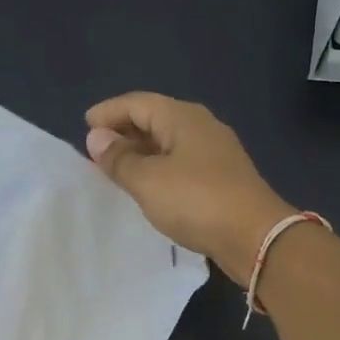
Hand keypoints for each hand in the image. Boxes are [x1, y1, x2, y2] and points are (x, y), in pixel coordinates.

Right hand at [85, 92, 294, 283]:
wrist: (254, 236)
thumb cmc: (196, 201)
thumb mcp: (148, 180)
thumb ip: (119, 159)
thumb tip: (97, 137)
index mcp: (183, 117)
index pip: (137, 103)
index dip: (109, 112)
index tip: (84, 126)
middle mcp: (201, 127)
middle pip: (155, 118)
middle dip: (124, 130)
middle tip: (97, 149)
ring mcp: (215, 152)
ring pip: (168, 142)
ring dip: (141, 152)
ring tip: (116, 169)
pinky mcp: (222, 178)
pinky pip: (180, 162)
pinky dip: (158, 168)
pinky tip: (148, 186)